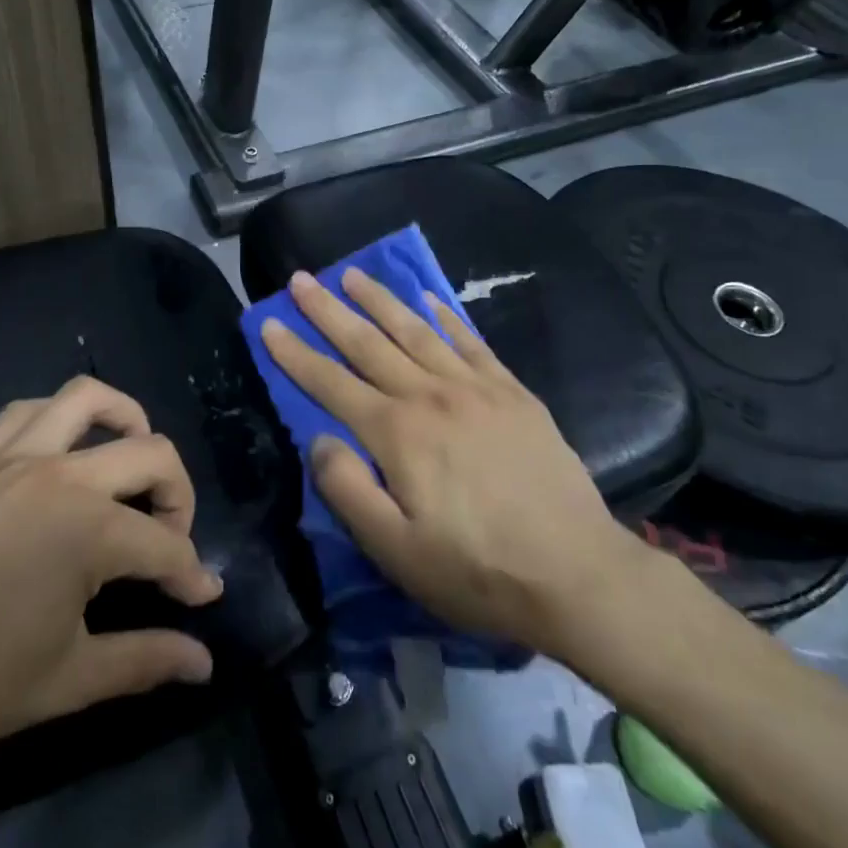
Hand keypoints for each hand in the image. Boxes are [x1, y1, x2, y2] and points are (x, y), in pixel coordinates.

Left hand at [0, 377, 222, 803]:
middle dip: (179, 495)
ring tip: (131, 462)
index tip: (202, 599)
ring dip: (126, 420)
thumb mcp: (68, 681)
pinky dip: (59, 419)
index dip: (191, 574)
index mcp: (88, 529)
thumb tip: (203, 663)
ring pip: (87, 399)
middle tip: (171, 540)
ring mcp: (10, 457)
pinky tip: (60, 456)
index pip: (165, 546)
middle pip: (150, 453)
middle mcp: (59, 474)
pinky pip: (25, 410)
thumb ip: (146, 660)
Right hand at [261, 269, 635, 653]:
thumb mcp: (395, 551)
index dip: (295, 353)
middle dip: (328, 309)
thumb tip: (318, 441)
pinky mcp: (512, 392)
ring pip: (415, 330)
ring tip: (353, 273)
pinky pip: (470, 341)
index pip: (330, 383)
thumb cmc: (477, 570)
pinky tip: (428, 297)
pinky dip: (444, 315)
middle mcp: (430, 395)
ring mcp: (475, 387)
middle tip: (300, 279)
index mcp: (397, 433)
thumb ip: (347, 490)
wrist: (578, 573)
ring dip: (379, 299)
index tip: (269, 324)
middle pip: (368, 343)